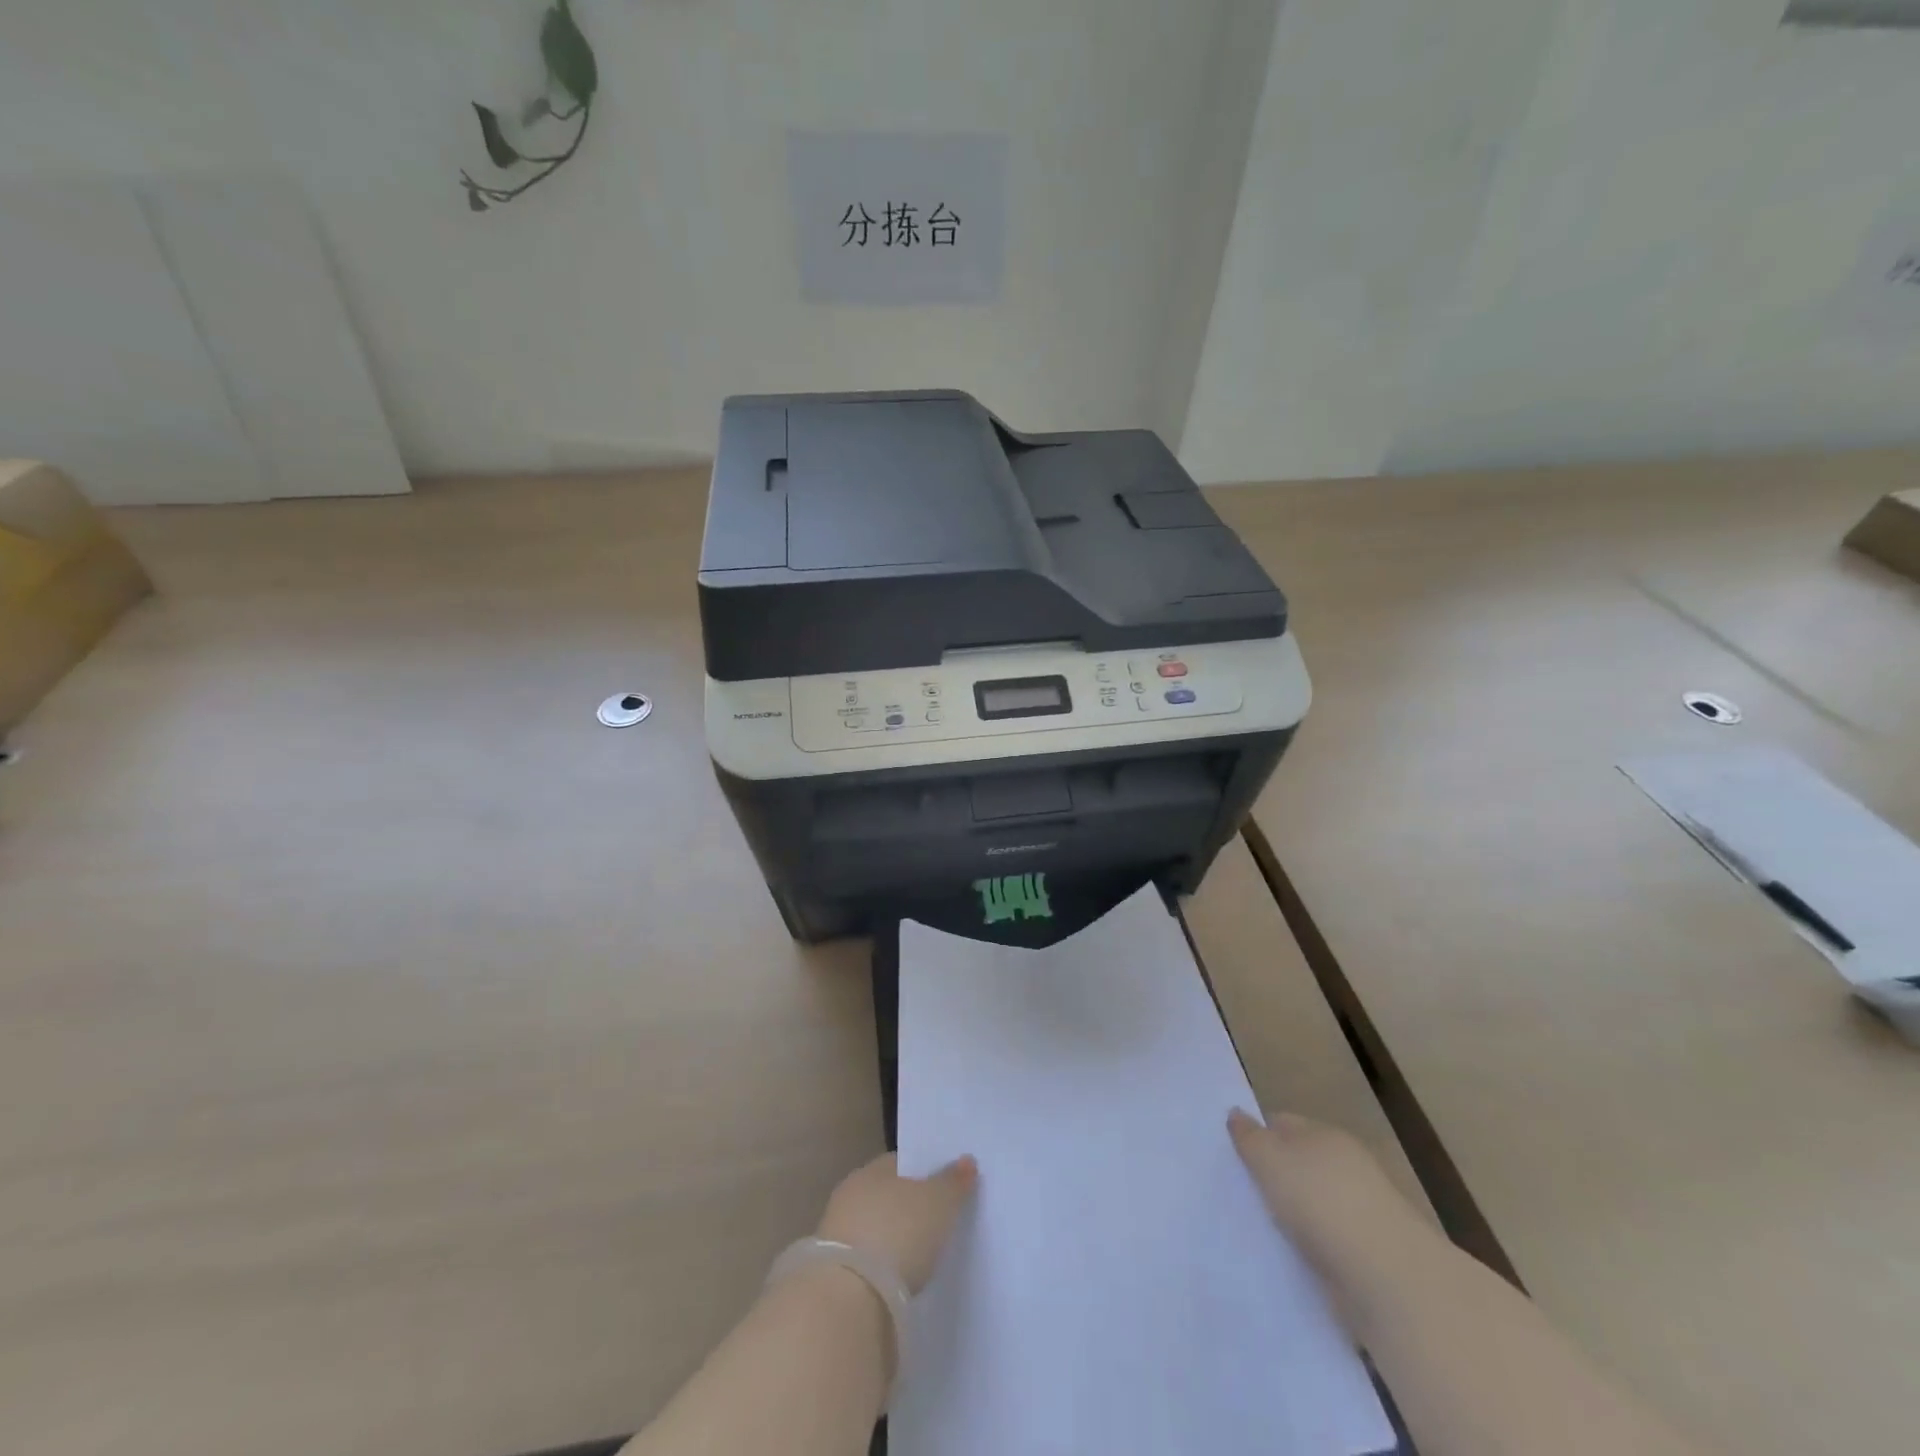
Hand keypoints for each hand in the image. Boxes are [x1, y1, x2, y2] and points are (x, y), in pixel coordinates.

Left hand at [817, 1153, 978, 1293]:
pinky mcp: (832, 1275)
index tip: (944, 1188)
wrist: (849, 1301)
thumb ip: (953, 1181)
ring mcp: (836, 1235)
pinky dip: (880, 1267)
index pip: (900, 1163)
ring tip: (919, 1256)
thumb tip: (966, 1160)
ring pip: (873, 1228)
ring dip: (890, 1239)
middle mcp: (849, 1194)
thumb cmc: (898, 1234)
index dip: (924, 1173)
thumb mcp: (938, 1203)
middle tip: (936, 1222)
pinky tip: (897, 1280)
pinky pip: (865, 1261)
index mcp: (871, 1170)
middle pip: (886, 1195)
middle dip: (907, 1207)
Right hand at [1229, 1108, 1438, 1323]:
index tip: (1233, 1156)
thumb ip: (1249, 1137)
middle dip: (1274, 1175)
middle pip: (1300, 1162)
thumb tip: (1235, 1113)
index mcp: (1325, 1135)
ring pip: (1313, 1203)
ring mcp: (1362, 1210)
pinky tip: (1291, 1257)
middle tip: (1241, 1192)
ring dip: (1293, 1214)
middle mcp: (1346, 1166)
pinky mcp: (1369, 1254)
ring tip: (1262, 1228)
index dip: (1257, 1134)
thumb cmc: (1320, 1202)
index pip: (1283, 1123)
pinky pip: (1327, 1241)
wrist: (1387, 1278)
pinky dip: (1311, 1247)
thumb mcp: (1270, 1159)